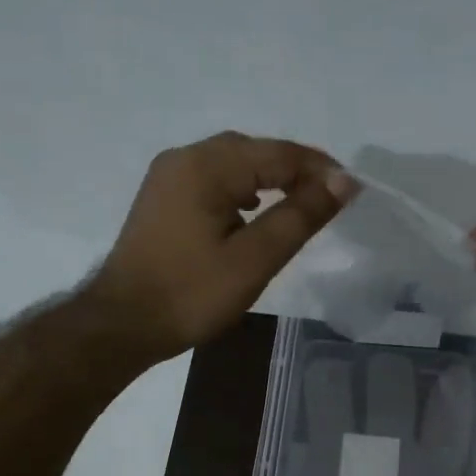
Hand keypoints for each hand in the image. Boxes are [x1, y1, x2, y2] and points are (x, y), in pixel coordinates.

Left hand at [86, 132, 353, 364]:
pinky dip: (241, 189)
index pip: (277, 153)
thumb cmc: (191, 294)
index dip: (319, 169)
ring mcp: (167, 177)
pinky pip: (212, 180)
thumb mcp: (255, 259)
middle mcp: (184, 158)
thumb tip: (343, 183)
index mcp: (206, 166)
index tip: (352, 190)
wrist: (122, 325)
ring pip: (231, 164)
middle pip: (252, 151)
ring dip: (268, 178)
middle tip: (329, 197)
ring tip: (299, 203)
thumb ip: (300, 216)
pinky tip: (252, 212)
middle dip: (294, 170)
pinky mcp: (162, 199)